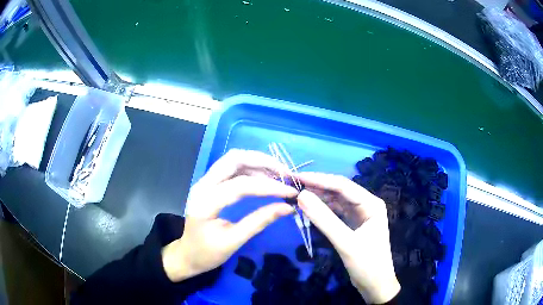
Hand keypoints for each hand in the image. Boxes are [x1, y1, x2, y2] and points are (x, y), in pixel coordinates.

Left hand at [162, 149, 297, 281]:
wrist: (187, 255)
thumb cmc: (206, 253)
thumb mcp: (233, 241)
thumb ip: (259, 221)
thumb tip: (287, 207)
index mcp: (205, 202)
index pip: (241, 185)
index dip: (269, 186)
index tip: (291, 192)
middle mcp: (203, 185)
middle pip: (234, 159)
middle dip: (263, 162)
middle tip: (286, 173)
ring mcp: (205, 182)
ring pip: (233, 160)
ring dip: (258, 163)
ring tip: (280, 175)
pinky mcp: (210, 184)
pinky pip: (232, 168)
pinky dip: (251, 169)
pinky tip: (265, 178)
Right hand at [295, 172, 399, 303]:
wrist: (375, 286)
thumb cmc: (367, 264)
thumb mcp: (346, 243)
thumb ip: (324, 220)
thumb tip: (301, 196)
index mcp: (371, 204)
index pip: (343, 186)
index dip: (319, 180)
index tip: (297, 177)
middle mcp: (366, 205)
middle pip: (339, 191)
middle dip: (317, 187)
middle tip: (293, 184)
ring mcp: (359, 215)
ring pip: (336, 201)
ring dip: (318, 198)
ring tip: (297, 194)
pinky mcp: (352, 225)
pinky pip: (335, 213)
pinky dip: (322, 210)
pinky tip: (309, 209)